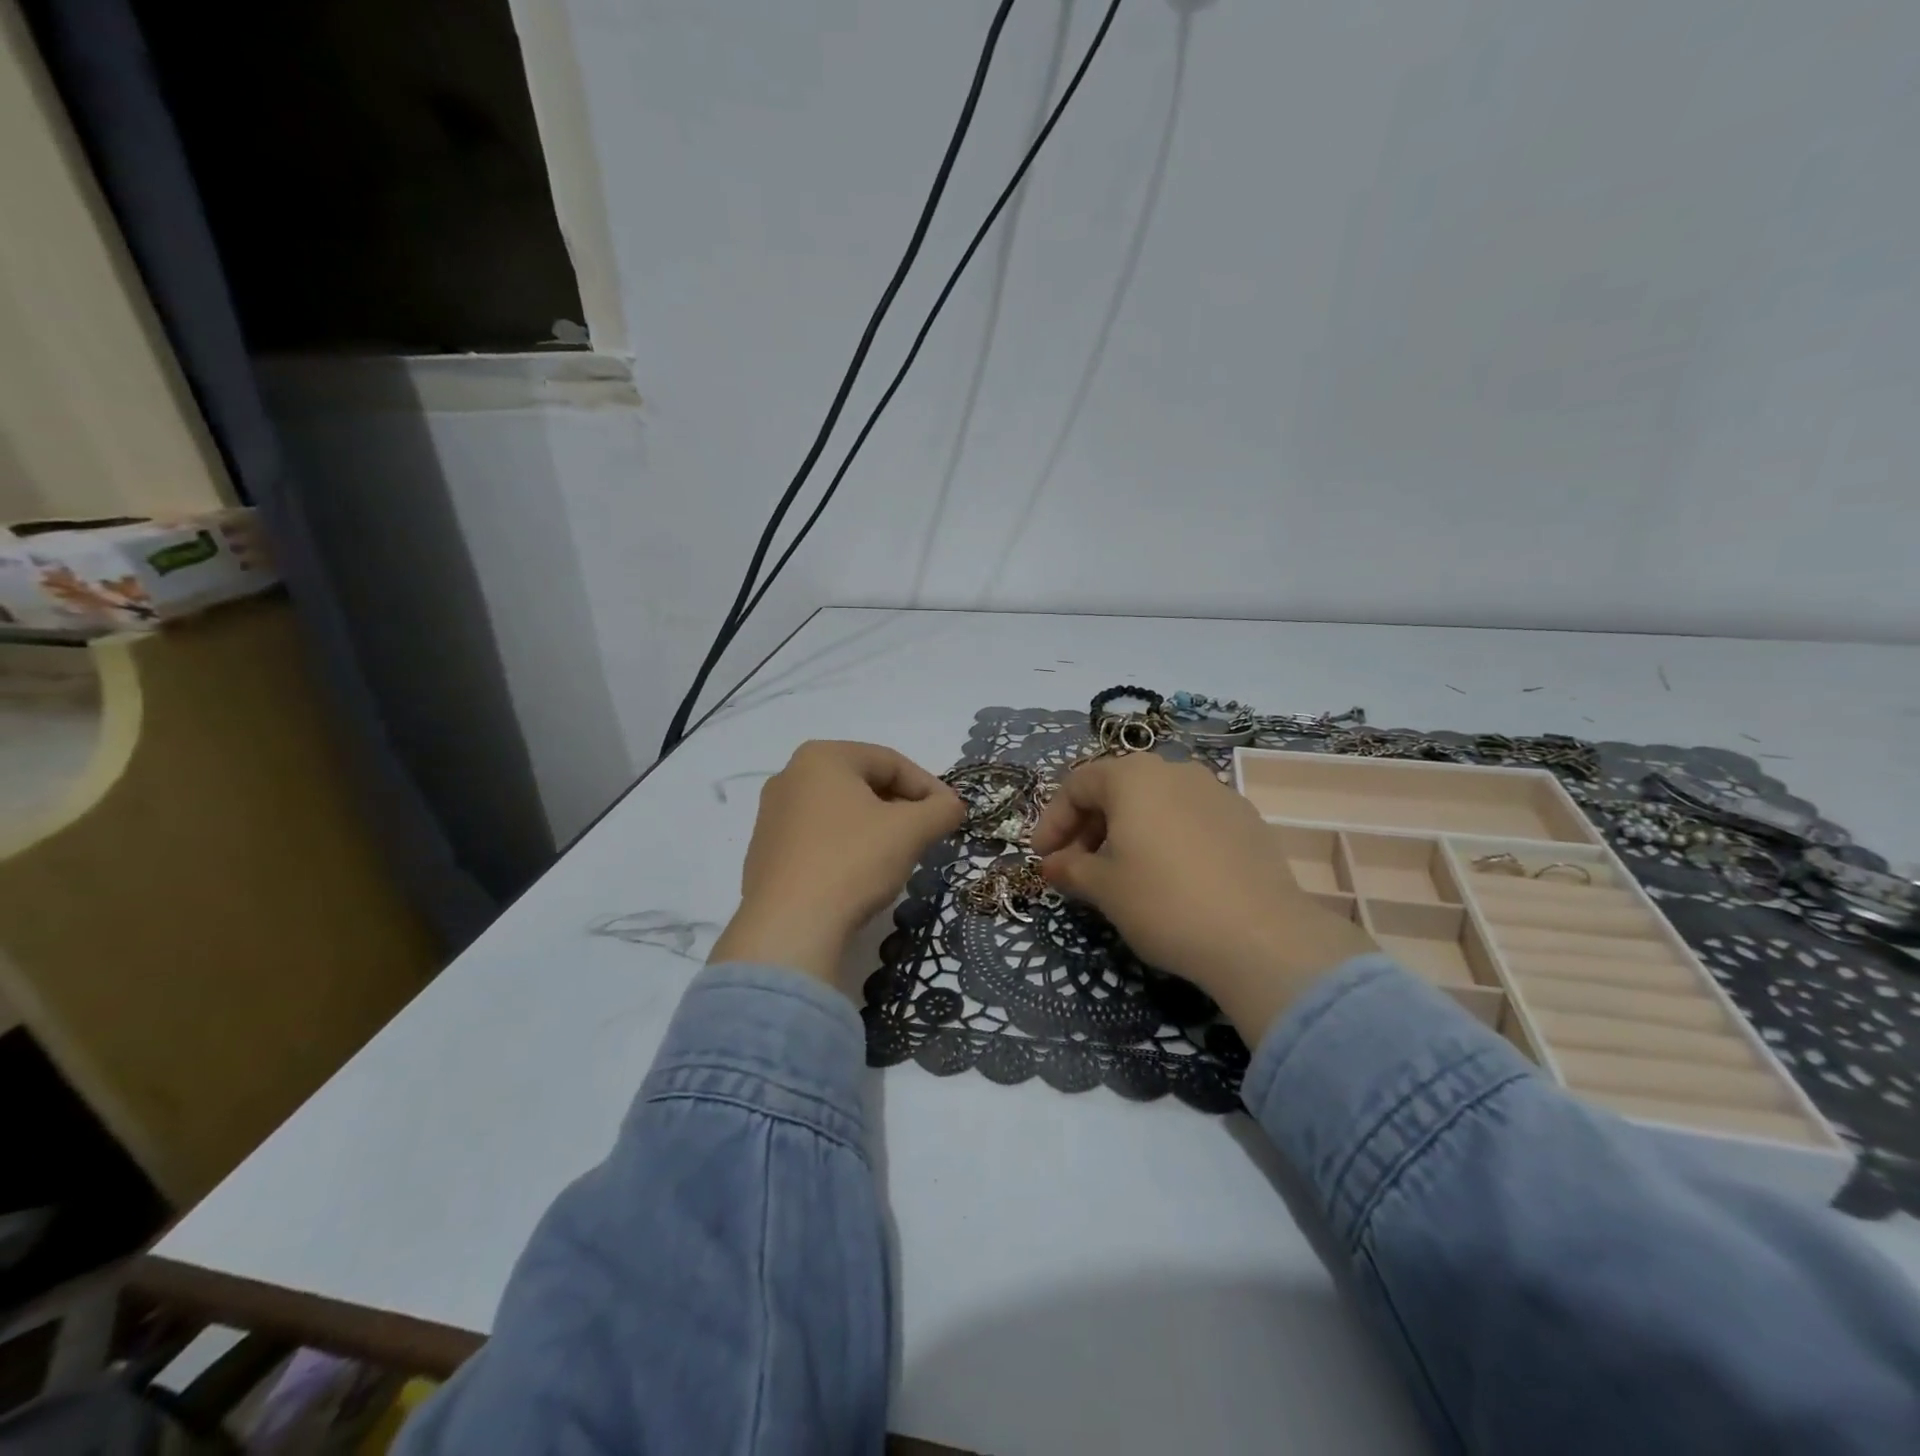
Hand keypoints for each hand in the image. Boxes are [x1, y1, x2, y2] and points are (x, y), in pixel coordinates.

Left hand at [711, 741, 964, 988]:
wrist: (790, 927)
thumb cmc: (853, 862)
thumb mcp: (910, 831)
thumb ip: (941, 810)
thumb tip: (953, 806)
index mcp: (822, 757)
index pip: (891, 762)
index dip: (929, 787)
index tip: (951, 814)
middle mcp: (790, 776)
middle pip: (863, 784)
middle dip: (902, 807)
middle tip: (928, 834)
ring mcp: (772, 816)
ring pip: (841, 812)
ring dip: (876, 828)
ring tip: (899, 856)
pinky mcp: (765, 852)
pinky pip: (818, 838)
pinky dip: (847, 848)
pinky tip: (861, 876)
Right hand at [1032, 754, 1374, 1040]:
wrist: (1260, 938)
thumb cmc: (1163, 902)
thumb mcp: (1103, 887)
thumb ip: (1070, 868)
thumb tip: (1054, 865)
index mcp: (1133, 776)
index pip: (1077, 785)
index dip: (1052, 821)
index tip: (1043, 858)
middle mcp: (1175, 771)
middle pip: (1117, 789)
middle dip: (1089, 826)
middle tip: (1077, 866)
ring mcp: (1216, 792)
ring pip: (1156, 803)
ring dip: (1127, 832)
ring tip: (1121, 873)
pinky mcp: (1246, 820)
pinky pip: (1190, 819)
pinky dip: (1166, 839)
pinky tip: (1170, 877)